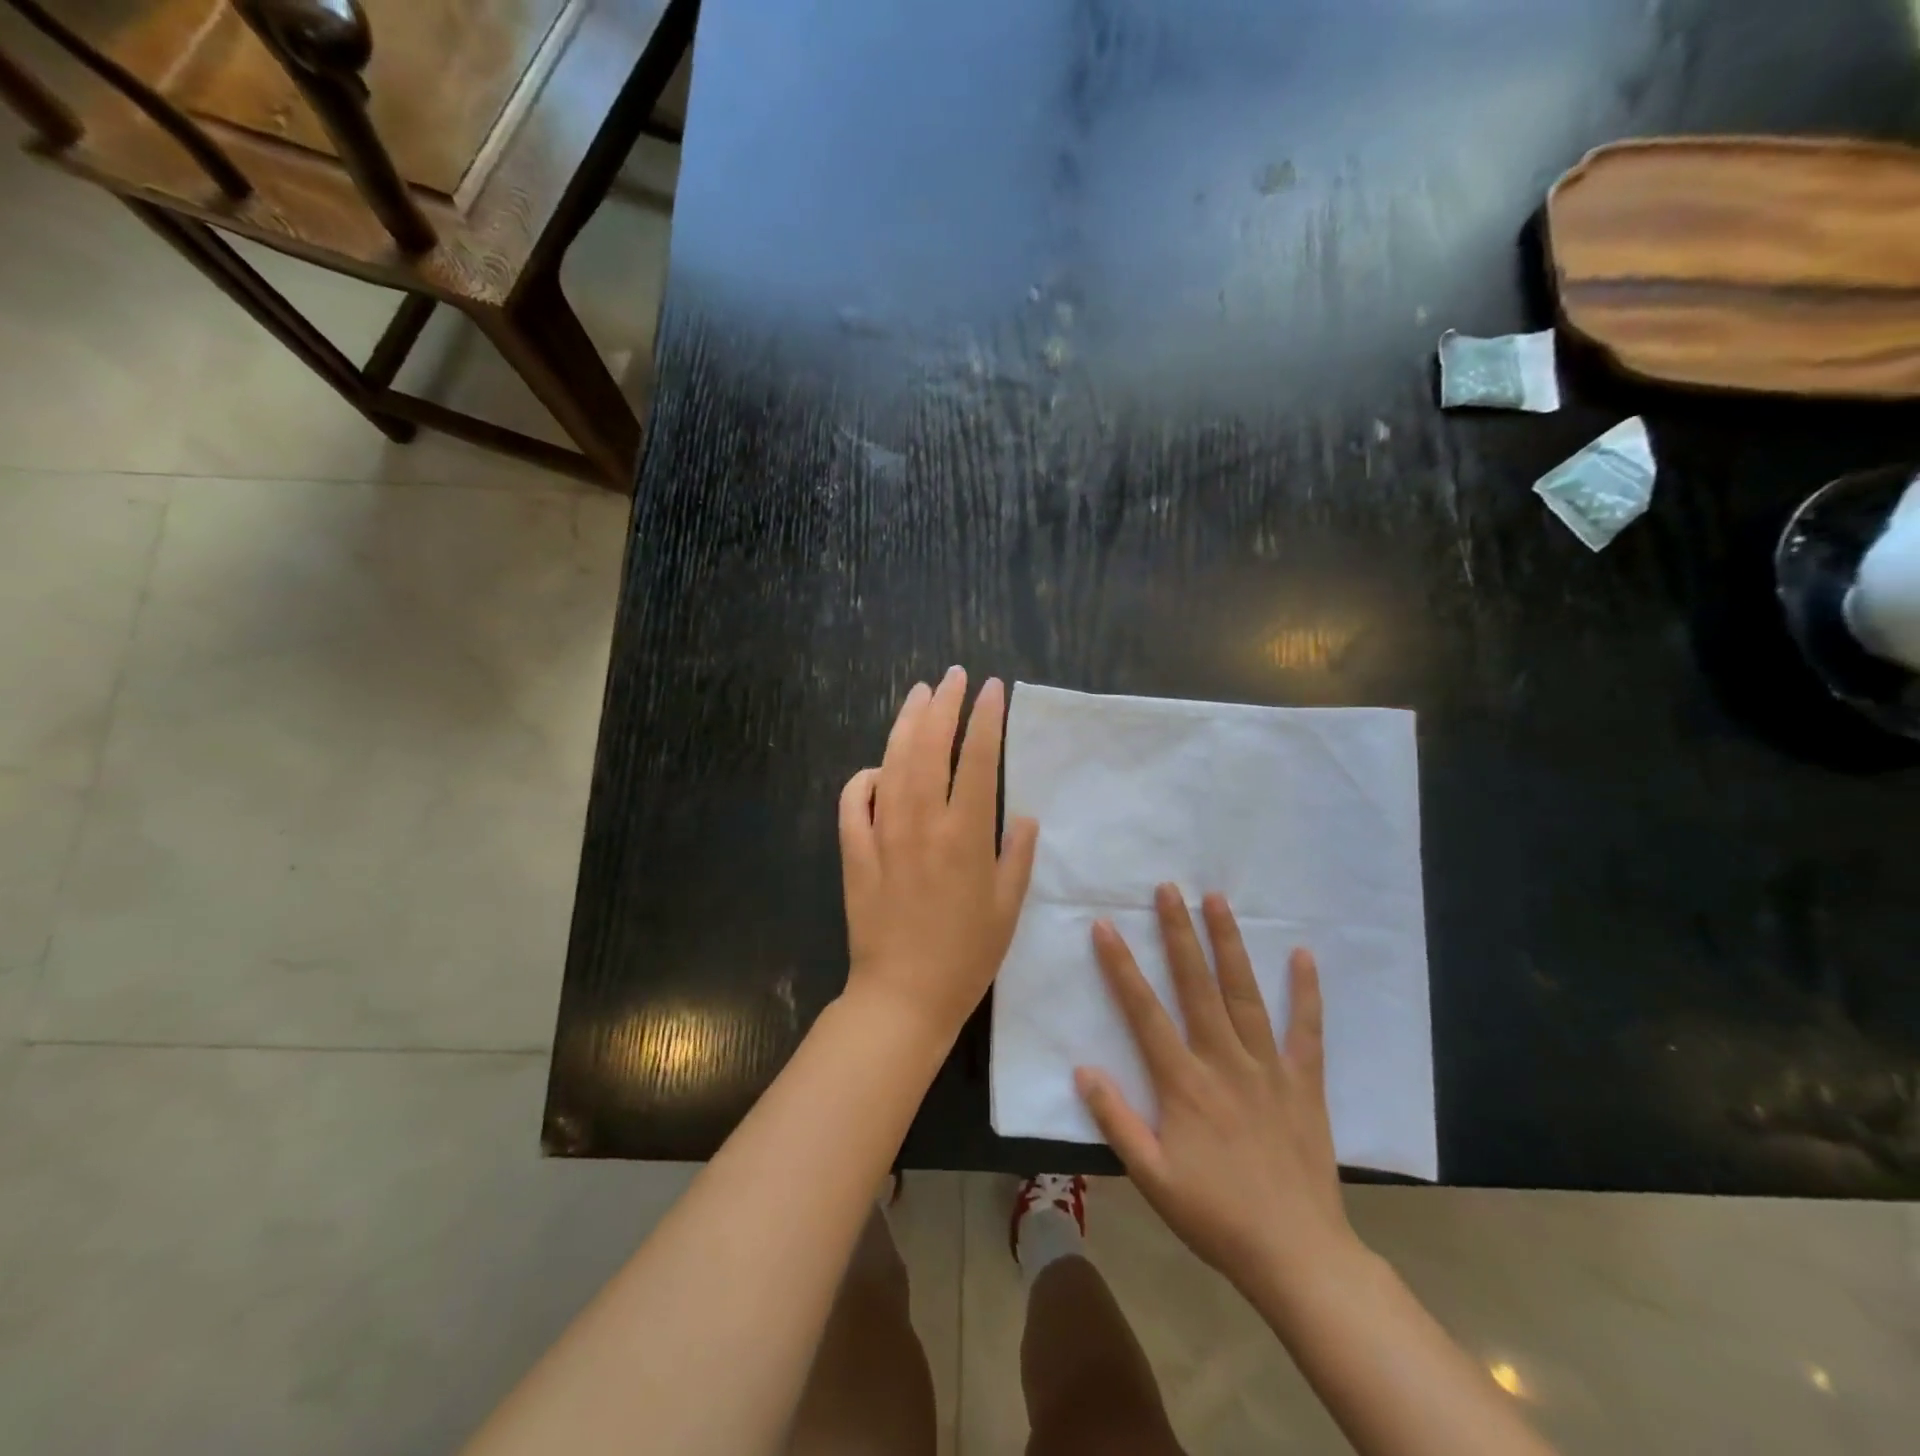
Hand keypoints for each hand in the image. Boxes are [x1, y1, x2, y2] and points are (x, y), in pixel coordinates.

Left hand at [839, 669, 1039, 1047]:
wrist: (903, 996)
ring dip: (905, 724)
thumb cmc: (966, 956)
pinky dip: (863, 778)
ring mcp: (883, 834)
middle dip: (943, 705)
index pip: (979, 759)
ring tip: (918, 695)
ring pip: (892, 763)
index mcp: (966, 835)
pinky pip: (853, 802)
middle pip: (930, 747)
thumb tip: (1022, 815)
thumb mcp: (1008, 908)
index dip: (987, 719)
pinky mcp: (855, 852)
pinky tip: (875, 768)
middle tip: (952, 677)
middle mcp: (923, 823)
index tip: (993, 689)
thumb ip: (1018, 855)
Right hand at [1076, 886, 1359, 1307]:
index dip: (1121, 966)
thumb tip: (1083, 1068)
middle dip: (1179, 933)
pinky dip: (1306, 992)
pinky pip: (1306, 1030)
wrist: (1297, 1256)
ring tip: (1218, 900)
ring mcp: (1268, 1068)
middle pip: (1196, 986)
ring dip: (1229, 944)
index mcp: (1184, 1083)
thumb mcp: (1151, 1177)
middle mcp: (1224, 1062)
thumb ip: (1115, 1120)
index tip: (1105, 926)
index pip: (1144, 1012)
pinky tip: (1302, 954)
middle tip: (1168, 888)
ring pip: (1245, 994)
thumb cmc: (1215, 1215)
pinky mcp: (1304, 1082)